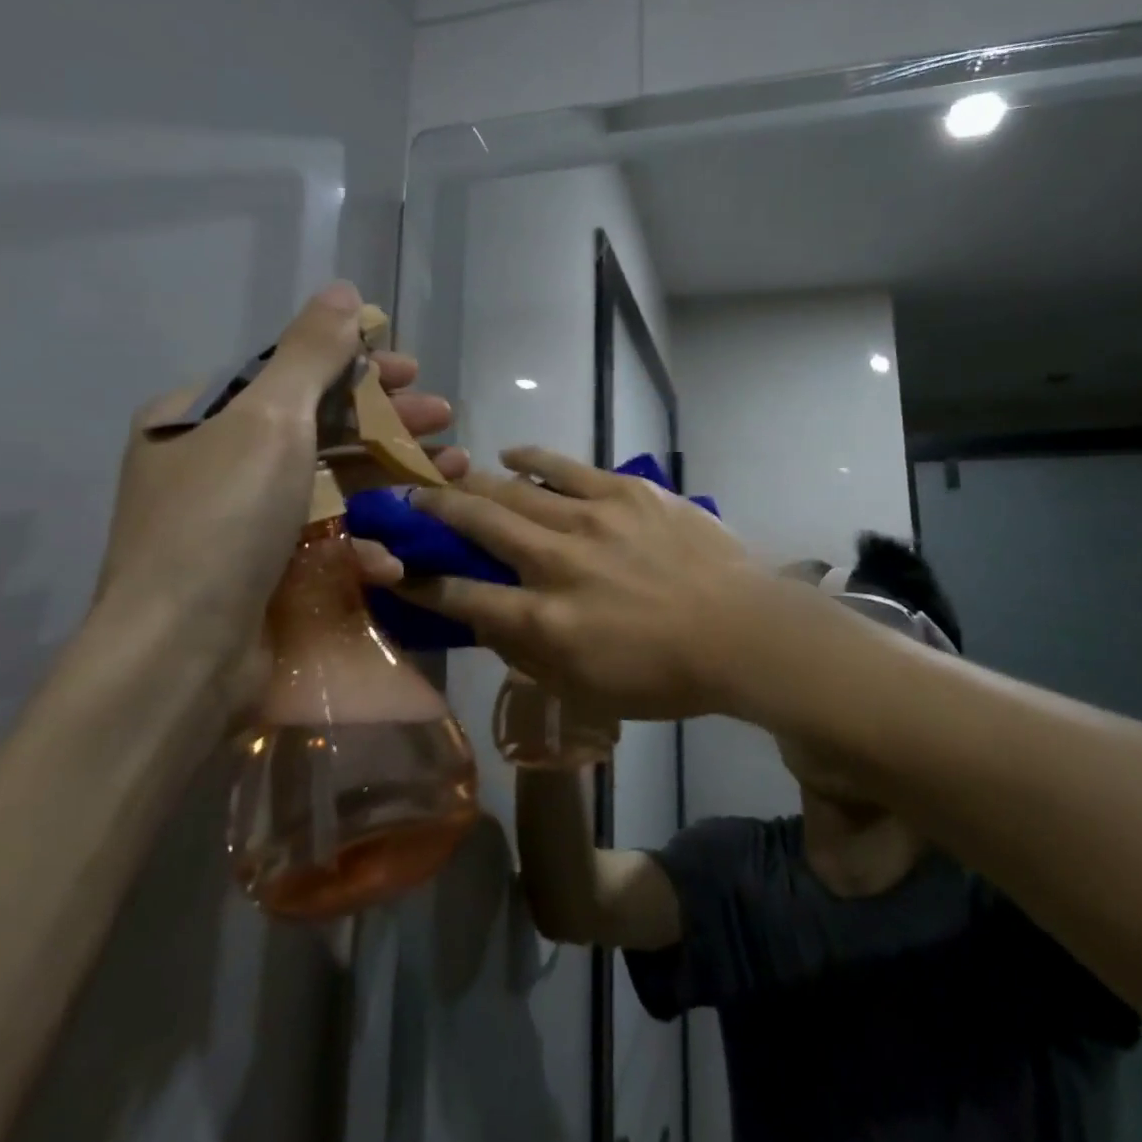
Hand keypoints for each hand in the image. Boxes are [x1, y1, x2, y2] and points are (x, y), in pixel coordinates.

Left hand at [92, 281, 466, 716]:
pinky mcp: (262, 575)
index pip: (289, 373)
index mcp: (200, 417)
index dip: (355, 366)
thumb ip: (310, 352)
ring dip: (391, 475)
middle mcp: (213, 464)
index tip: (413, 369)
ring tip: (453, 470)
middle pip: (317, 426)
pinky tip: (395, 553)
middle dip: (387, 419)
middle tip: (445, 416)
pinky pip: (319, 541)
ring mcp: (238, 524)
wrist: (181, 655)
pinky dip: (360, 542)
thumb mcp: (270, 419)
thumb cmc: (224, 519)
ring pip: (329, 484)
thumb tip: (344, 290)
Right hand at [395, 447, 761, 718]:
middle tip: (409, 501)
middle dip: (434, 512)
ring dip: (473, 482)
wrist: (741, 631)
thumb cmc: (665, 675)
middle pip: (478, 527)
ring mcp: (591, 520)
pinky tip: (509, 454)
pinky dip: (531, 458)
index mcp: (545, 621)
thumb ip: (529, 655)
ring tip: (449, 474)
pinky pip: (565, 466)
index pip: (464, 597)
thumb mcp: (586, 688)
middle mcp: (556, 563)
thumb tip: (488, 622)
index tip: (400, 571)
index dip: (424, 584)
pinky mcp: (624, 492)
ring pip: (513, 491)